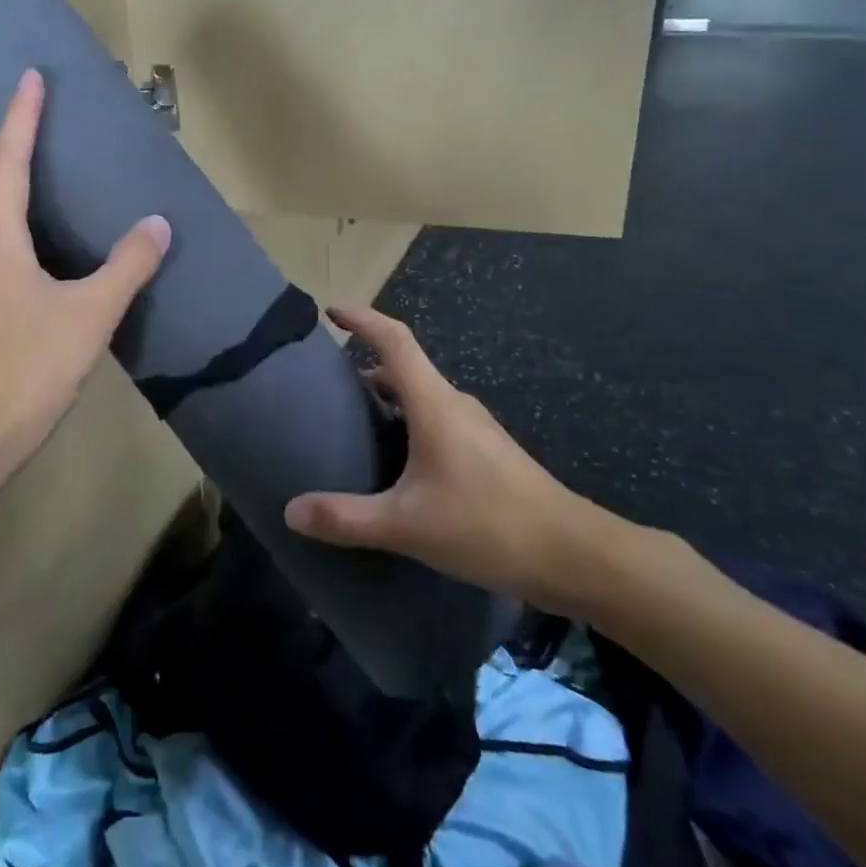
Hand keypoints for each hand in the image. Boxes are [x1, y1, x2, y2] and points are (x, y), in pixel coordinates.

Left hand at [0, 69, 170, 457]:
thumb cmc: (34, 361)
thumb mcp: (93, 310)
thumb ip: (128, 265)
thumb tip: (157, 223)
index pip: (8, 163)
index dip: (20, 116)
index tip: (30, 76)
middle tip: (28, 160)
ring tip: (40, 205)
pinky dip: (10, 243)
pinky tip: (46, 262)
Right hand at [283, 305, 633, 616]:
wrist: (574, 555)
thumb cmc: (488, 526)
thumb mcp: (408, 525)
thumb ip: (347, 518)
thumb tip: (291, 511)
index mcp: (434, 403)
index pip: (394, 341)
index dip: (362, 319)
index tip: (331, 311)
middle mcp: (454, 404)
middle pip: (405, 366)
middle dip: (365, 363)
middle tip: (327, 383)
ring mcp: (475, 427)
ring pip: (422, 395)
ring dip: (387, 396)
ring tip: (353, 421)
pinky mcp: (486, 452)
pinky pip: (436, 419)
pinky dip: (407, 421)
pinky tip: (395, 461)